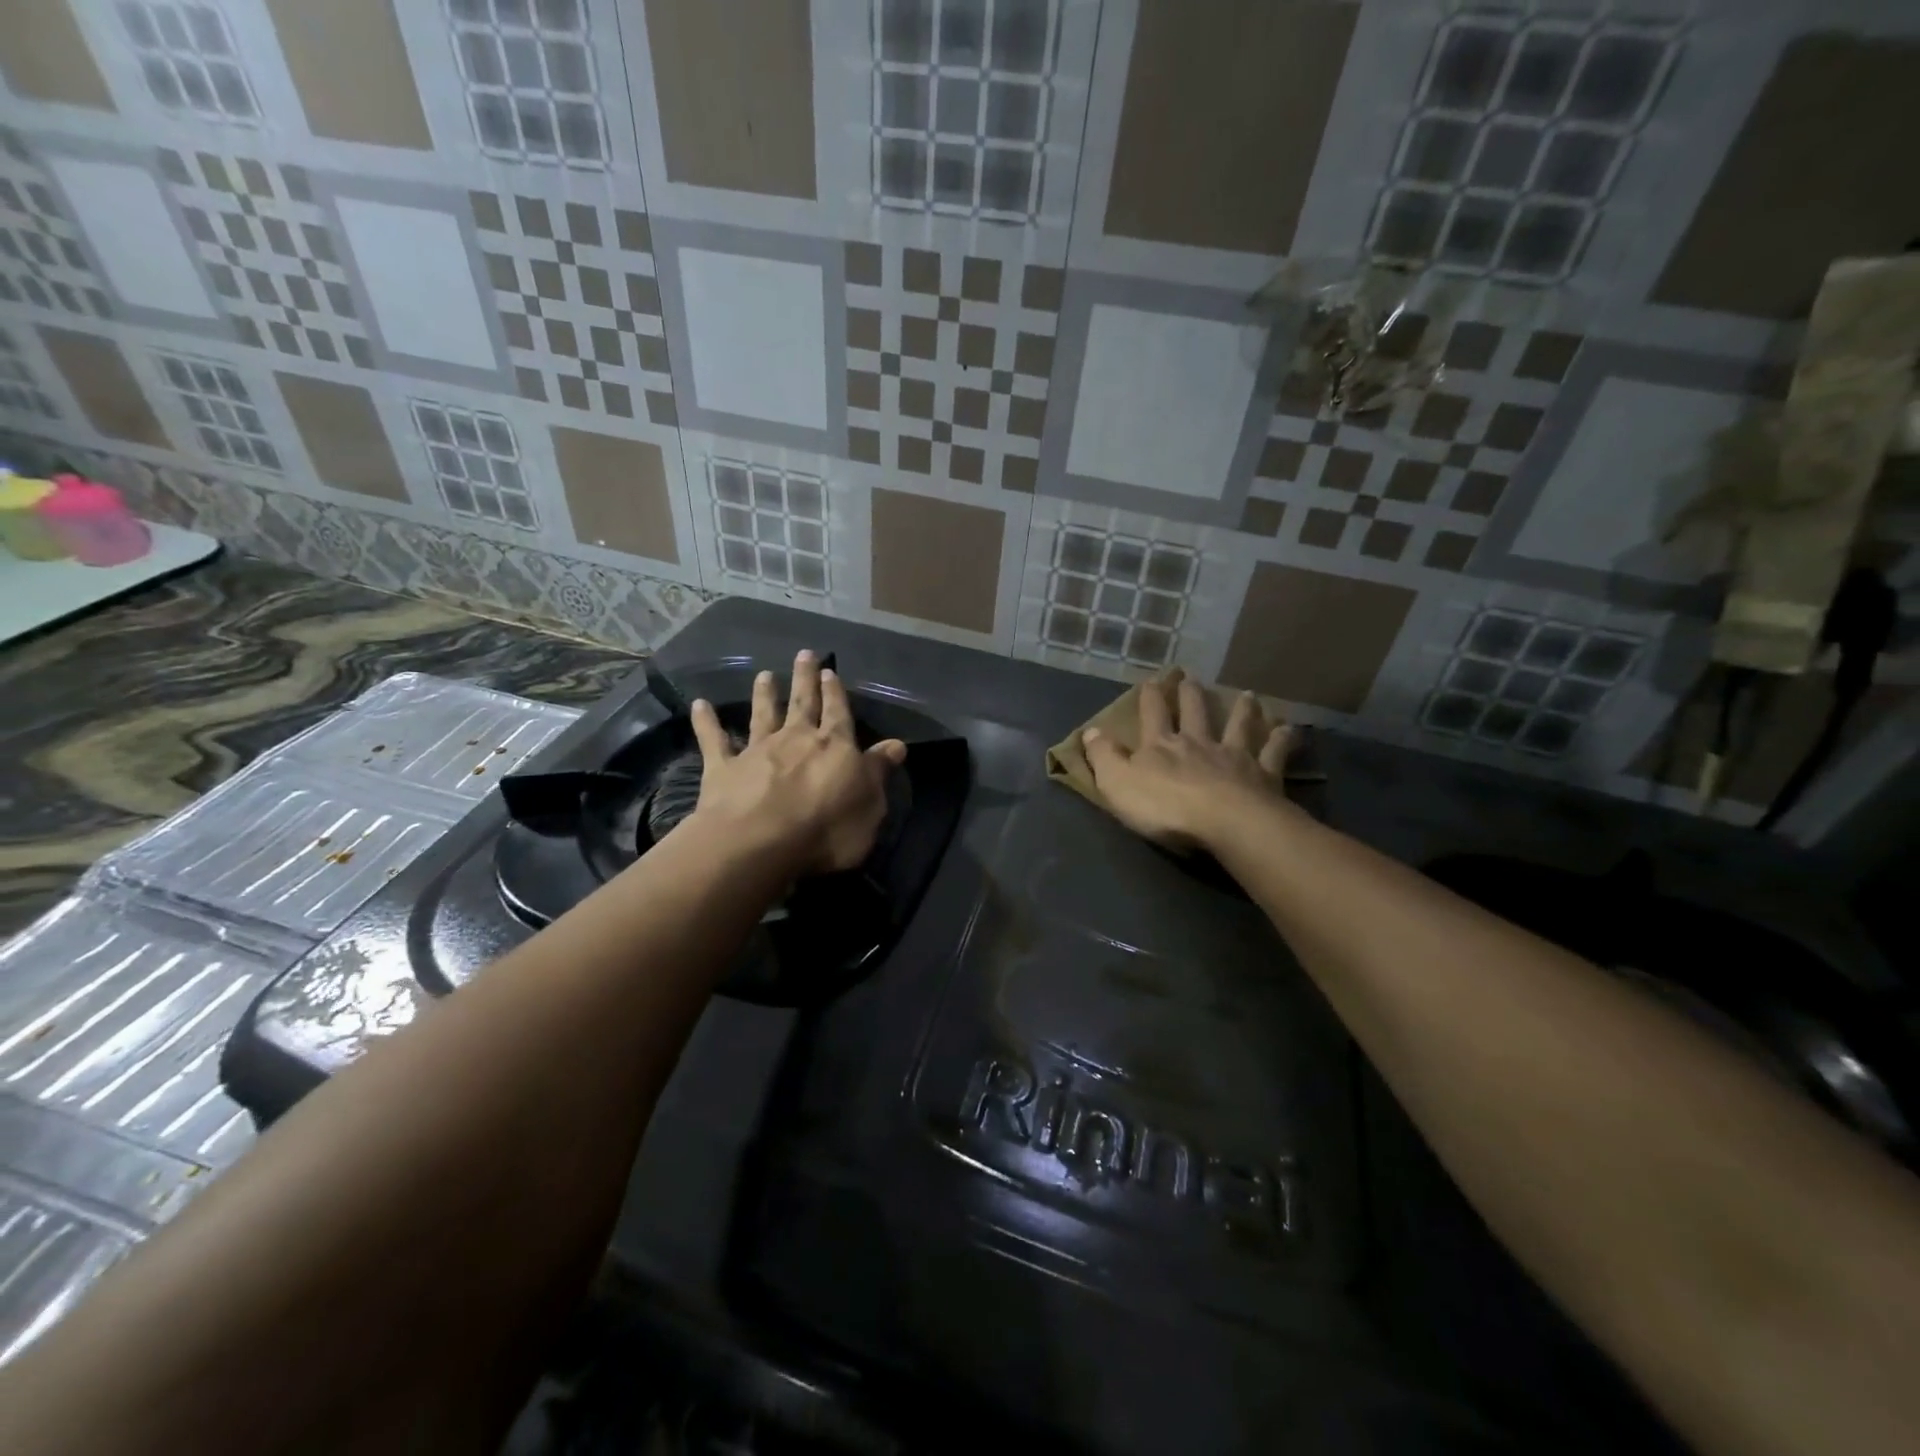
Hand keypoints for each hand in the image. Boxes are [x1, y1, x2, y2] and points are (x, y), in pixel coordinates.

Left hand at [688, 650, 906, 874]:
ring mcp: (758, 750)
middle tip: (804, 654)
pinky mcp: (724, 767)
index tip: (830, 671)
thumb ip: (879, 772)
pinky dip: (706, 721)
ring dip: (764, 694)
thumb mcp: (869, 804)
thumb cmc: (827, 828)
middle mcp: (796, 739)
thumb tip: (897, 745)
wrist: (761, 841)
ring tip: (764, 675)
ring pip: (762, 715)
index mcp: (834, 746)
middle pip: (802, 703)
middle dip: (805, 679)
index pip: (838, 713)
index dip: (836, 693)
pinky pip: (714, 740)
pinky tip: (699, 704)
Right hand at [1082, 676, 1291, 850]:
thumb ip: (1103, 756)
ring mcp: (1234, 756)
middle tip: (1191, 677)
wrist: (1225, 822)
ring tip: (1247, 694)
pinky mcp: (1264, 775)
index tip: (1151, 680)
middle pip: (1195, 712)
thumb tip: (1090, 731)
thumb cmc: (1164, 806)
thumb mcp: (1117, 783)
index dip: (1150, 697)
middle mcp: (1198, 742)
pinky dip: (1281, 739)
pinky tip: (1289, 729)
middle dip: (1190, 694)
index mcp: (1161, 745)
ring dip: (1241, 709)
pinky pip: (1274, 753)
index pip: (1152, 714)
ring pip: (1238, 725)